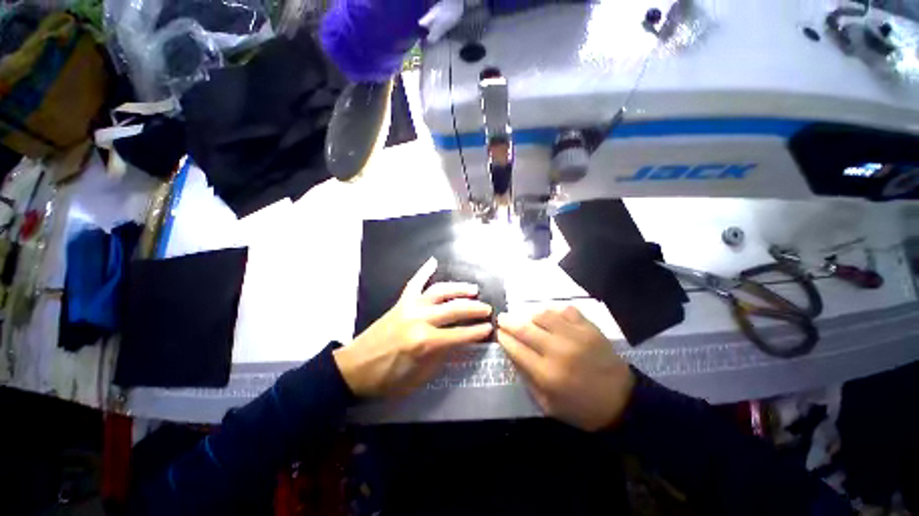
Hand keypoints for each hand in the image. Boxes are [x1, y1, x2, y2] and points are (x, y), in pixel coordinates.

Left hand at [333, 258, 492, 396]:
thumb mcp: (418, 378)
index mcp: (424, 342)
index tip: (490, 328)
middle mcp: (419, 319)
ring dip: (459, 289)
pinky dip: (424, 271)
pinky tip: (433, 261)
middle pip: (454, 309)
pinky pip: (414, 282)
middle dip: (474, 309)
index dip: (476, 332)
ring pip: (439, 291)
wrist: (353, 367)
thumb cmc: (387, 378)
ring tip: (473, 289)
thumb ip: (441, 358)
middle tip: (487, 308)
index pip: (459, 334)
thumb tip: (460, 343)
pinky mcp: (401, 302)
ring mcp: (409, 306)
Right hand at [496, 306, 634, 431]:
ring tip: (528, 319)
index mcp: (547, 374)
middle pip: (525, 329)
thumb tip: (513, 353)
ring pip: (544, 315)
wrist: (623, 402)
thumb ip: (528, 378)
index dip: (503, 338)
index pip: (516, 349)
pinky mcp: (590, 329)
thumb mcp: (548, 404)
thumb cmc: (581, 408)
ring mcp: (576, 336)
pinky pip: (566, 310)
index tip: (498, 333)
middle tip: (502, 318)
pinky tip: (553, 319)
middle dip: (508, 322)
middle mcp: (558, 351)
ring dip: (531, 316)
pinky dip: (555, 312)